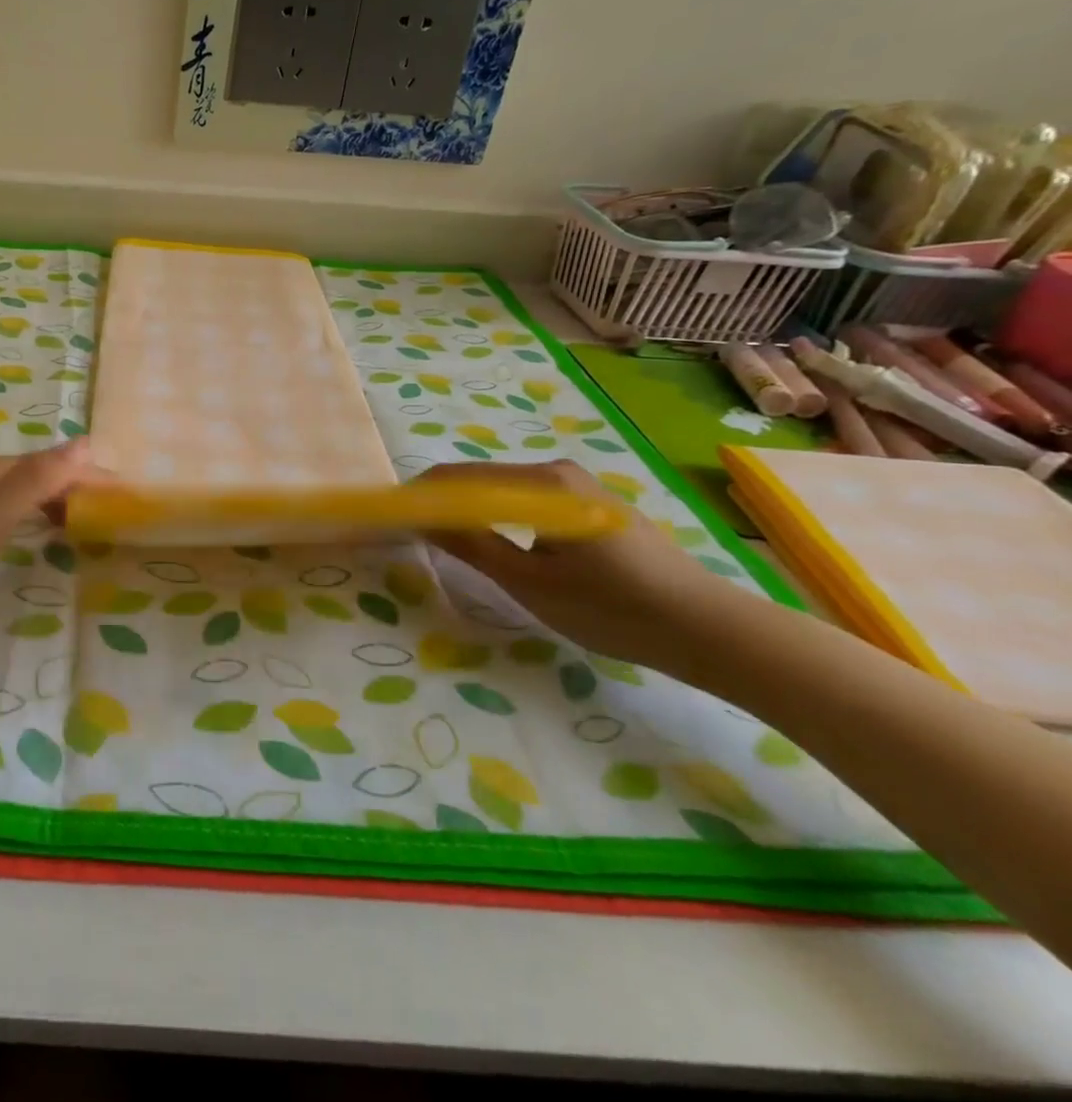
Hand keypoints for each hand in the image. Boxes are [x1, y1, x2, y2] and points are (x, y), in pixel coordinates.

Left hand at [0, 442, 101, 635]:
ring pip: (8, 489)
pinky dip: (13, 514)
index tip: (123, 497)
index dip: (89, 479)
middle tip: (101, 517)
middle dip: (70, 489)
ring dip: (42, 501)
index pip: (55, 467)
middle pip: (33, 474)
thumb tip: (86, 441)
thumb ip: (35, 483)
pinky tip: (6, 534)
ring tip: (66, 526)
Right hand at [420, 459, 742, 674]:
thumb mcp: (530, 583)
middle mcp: (558, 472)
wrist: (709, 629)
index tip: (392, 518)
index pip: (459, 477)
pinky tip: (496, 543)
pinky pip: (528, 501)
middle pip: (480, 479)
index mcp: (542, 482)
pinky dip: (500, 517)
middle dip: (443, 502)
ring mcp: (578, 486)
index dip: (421, 496)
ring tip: (446, 541)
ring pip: (503, 491)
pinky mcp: (590, 505)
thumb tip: (420, 520)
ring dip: (471, 510)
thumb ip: (471, 545)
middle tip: (414, 534)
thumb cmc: (614, 608)